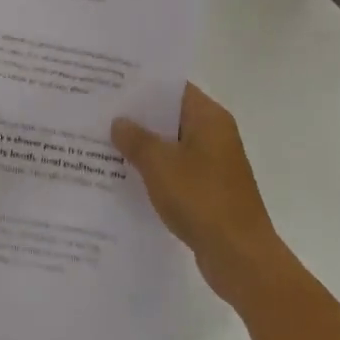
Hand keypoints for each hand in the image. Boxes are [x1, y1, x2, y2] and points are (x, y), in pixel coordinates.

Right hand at [112, 84, 284, 299]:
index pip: (172, 87)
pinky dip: (154, 169)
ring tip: (103, 140)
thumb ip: (135, 138)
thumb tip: (119, 122)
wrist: (240, 258)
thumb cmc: (202, 199)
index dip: (142, 83)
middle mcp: (215, 135)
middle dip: (137, 115)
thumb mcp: (159, 163)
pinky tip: (124, 174)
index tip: (111, 81)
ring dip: (143, 145)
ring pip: (171, 144)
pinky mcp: (208, 190)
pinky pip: (175, 169)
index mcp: (209, 118)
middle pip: (170, 115)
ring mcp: (213, 164)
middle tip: (99, 110)